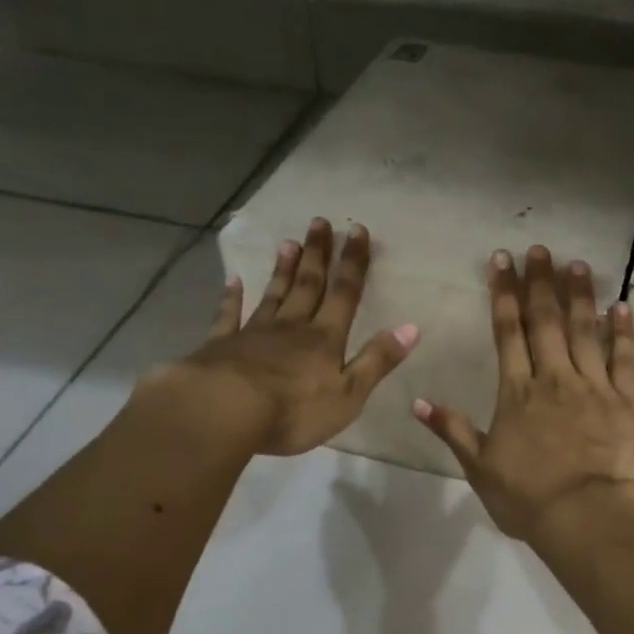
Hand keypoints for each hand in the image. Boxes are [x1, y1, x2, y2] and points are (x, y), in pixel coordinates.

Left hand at [140, 218, 417, 456]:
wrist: (226, 411)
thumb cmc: (295, 409)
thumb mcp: (349, 393)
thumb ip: (377, 360)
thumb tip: (411, 328)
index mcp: (325, 339)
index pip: (345, 294)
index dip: (353, 263)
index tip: (357, 231)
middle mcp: (292, 327)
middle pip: (308, 285)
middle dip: (317, 255)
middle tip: (319, 222)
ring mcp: (254, 333)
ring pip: (274, 295)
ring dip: (283, 269)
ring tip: (289, 242)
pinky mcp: (222, 345)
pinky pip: (229, 316)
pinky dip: (232, 297)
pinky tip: (233, 282)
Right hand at [414, 245, 633, 547]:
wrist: (587, 516)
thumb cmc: (528, 498)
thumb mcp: (480, 468)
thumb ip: (453, 431)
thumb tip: (417, 402)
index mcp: (517, 392)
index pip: (507, 331)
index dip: (504, 293)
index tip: (503, 261)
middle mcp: (554, 378)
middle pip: (546, 321)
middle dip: (540, 282)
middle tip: (539, 249)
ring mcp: (593, 386)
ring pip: (586, 330)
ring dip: (580, 295)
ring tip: (577, 264)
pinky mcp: (626, 400)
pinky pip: (624, 358)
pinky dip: (624, 331)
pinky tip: (622, 306)